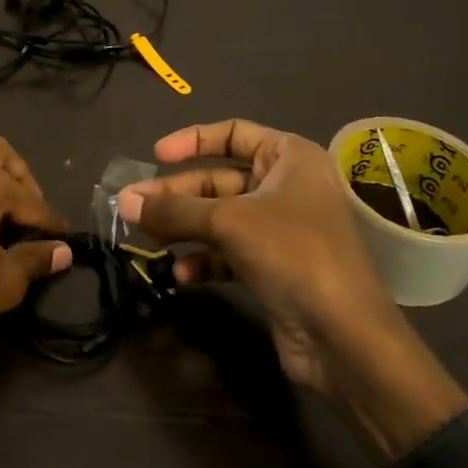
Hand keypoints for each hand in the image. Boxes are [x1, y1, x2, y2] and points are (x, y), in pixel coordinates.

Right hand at [118, 119, 466, 461]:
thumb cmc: (292, 253)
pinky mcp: (275, 267)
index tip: (156, 155)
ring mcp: (283, 229)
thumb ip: (174, 210)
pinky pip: (230, 253)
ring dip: (185, 228)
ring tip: (148, 240)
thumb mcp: (228, 222)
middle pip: (221, 179)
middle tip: (134, 207)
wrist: (344, 334)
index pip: (234, 133)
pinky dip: (205, 259)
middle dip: (178, 194)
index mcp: (290, 157)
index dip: (193, 140)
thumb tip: (123, 201)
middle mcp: (288, 187)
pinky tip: (182, 273)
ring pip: (221, 218)